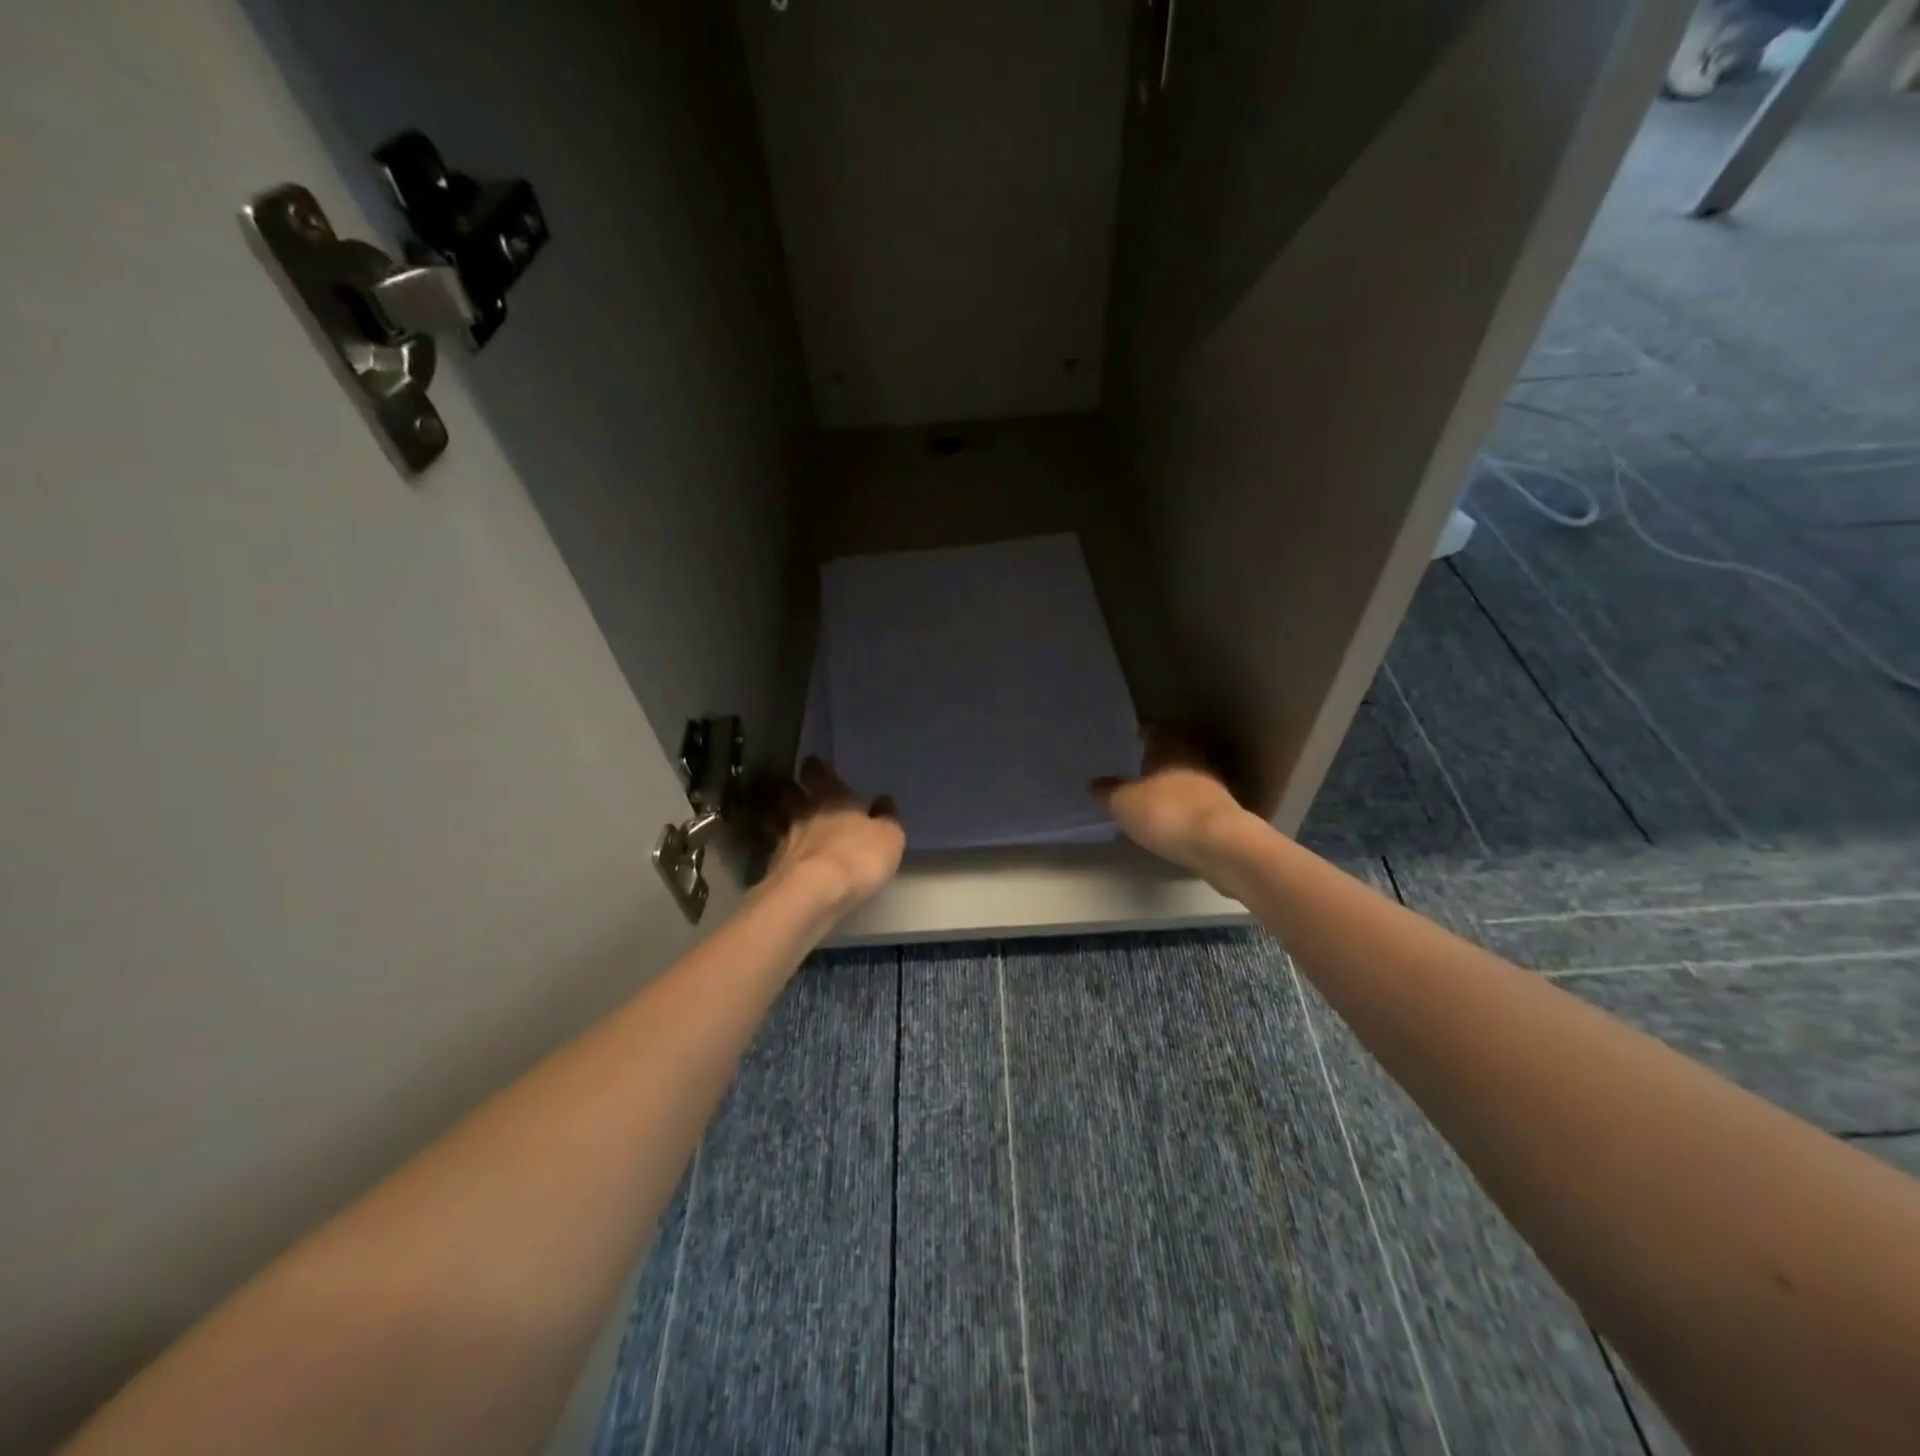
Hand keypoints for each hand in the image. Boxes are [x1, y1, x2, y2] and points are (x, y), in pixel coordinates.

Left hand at [765, 757, 905, 913]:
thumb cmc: (858, 857)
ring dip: (775, 816)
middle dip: (789, 788)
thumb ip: (887, 819)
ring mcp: (784, 839)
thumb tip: (884, 801)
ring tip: (777, 818)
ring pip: (773, 818)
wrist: (812, 893)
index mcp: (833, 797)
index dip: (814, 767)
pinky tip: (782, 855)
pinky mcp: (772, 867)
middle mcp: (804, 812)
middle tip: (790, 788)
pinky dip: (776, 849)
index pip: (817, 772)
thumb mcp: (889, 838)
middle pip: (788, 792)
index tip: (812, 764)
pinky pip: (773, 849)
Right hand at [1092, 727, 1252, 880]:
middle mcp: (1195, 761)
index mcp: (1171, 748)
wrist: (1221, 845)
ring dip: (1173, 786)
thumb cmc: (1166, 812)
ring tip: (1153, 797)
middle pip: (1177, 753)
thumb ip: (1108, 792)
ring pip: (1189, 779)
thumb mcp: (1123, 803)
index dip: (1146, 734)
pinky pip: (1197, 805)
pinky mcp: (1224, 815)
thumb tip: (1094, 784)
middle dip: (1161, 760)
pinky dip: (1183, 809)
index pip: (1157, 731)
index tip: (1136, 737)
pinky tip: (1171, 822)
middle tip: (1141, 767)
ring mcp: (1214, 788)